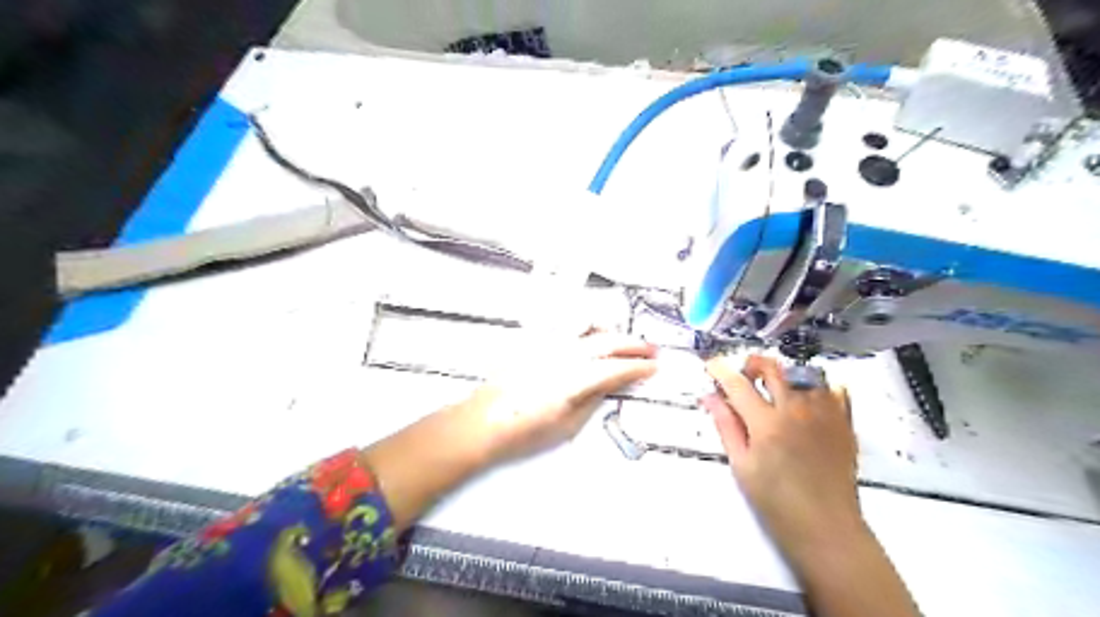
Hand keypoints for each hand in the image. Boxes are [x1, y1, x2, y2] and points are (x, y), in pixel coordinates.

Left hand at [458, 333, 655, 461]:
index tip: (654, 367)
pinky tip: (591, 334)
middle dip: (633, 345)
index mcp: (575, 379)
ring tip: (623, 340)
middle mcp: (563, 355)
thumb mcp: (568, 423)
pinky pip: (567, 328)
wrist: (484, 421)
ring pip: (588, 327)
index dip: (640, 366)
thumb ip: (593, 398)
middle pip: (607, 342)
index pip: (617, 368)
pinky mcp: (534, 342)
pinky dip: (586, 328)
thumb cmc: (523, 430)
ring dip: (611, 331)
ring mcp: (547, 345)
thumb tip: (610, 384)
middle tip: (650, 350)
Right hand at [705, 355, 858, 555]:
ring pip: (803, 374)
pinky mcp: (844, 423)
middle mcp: (797, 410)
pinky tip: (807, 401)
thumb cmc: (776, 503)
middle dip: (752, 364)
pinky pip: (834, 390)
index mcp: (766, 423)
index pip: (737, 384)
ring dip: (784, 376)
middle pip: (772, 367)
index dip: (720, 370)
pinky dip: (817, 388)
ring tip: (776, 392)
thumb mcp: (742, 465)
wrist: (826, 528)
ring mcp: (824, 414)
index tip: (712, 366)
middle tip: (744, 378)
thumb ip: (726, 426)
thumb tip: (710, 398)